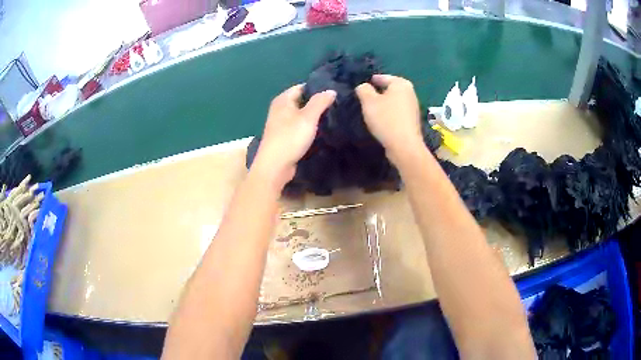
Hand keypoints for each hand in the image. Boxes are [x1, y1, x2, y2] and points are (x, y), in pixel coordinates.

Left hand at [251, 84, 335, 189]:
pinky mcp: (284, 137)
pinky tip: (322, 130)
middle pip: (302, 101)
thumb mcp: (308, 117)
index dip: (317, 88)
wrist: (275, 166)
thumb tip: (331, 91)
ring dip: (314, 116)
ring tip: (333, 116)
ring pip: (301, 115)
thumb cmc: (290, 138)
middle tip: (337, 105)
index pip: (302, 87)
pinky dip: (309, 127)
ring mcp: (281, 124)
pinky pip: (299, 127)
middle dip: (317, 102)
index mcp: (283, 100)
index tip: (334, 93)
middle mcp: (280, 109)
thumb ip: (320, 102)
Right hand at [356, 75, 423, 160]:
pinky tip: (382, 119)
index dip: (373, 80)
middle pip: (391, 89)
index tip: (365, 83)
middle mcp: (410, 93)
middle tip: (367, 96)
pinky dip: (390, 113)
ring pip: (395, 101)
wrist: (404, 145)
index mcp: (401, 84)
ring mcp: (413, 108)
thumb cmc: (386, 119)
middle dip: (380, 91)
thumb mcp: (369, 102)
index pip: (384, 77)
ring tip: (372, 108)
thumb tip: (363, 86)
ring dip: (385, 103)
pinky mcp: (412, 121)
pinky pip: (398, 112)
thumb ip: (363, 90)